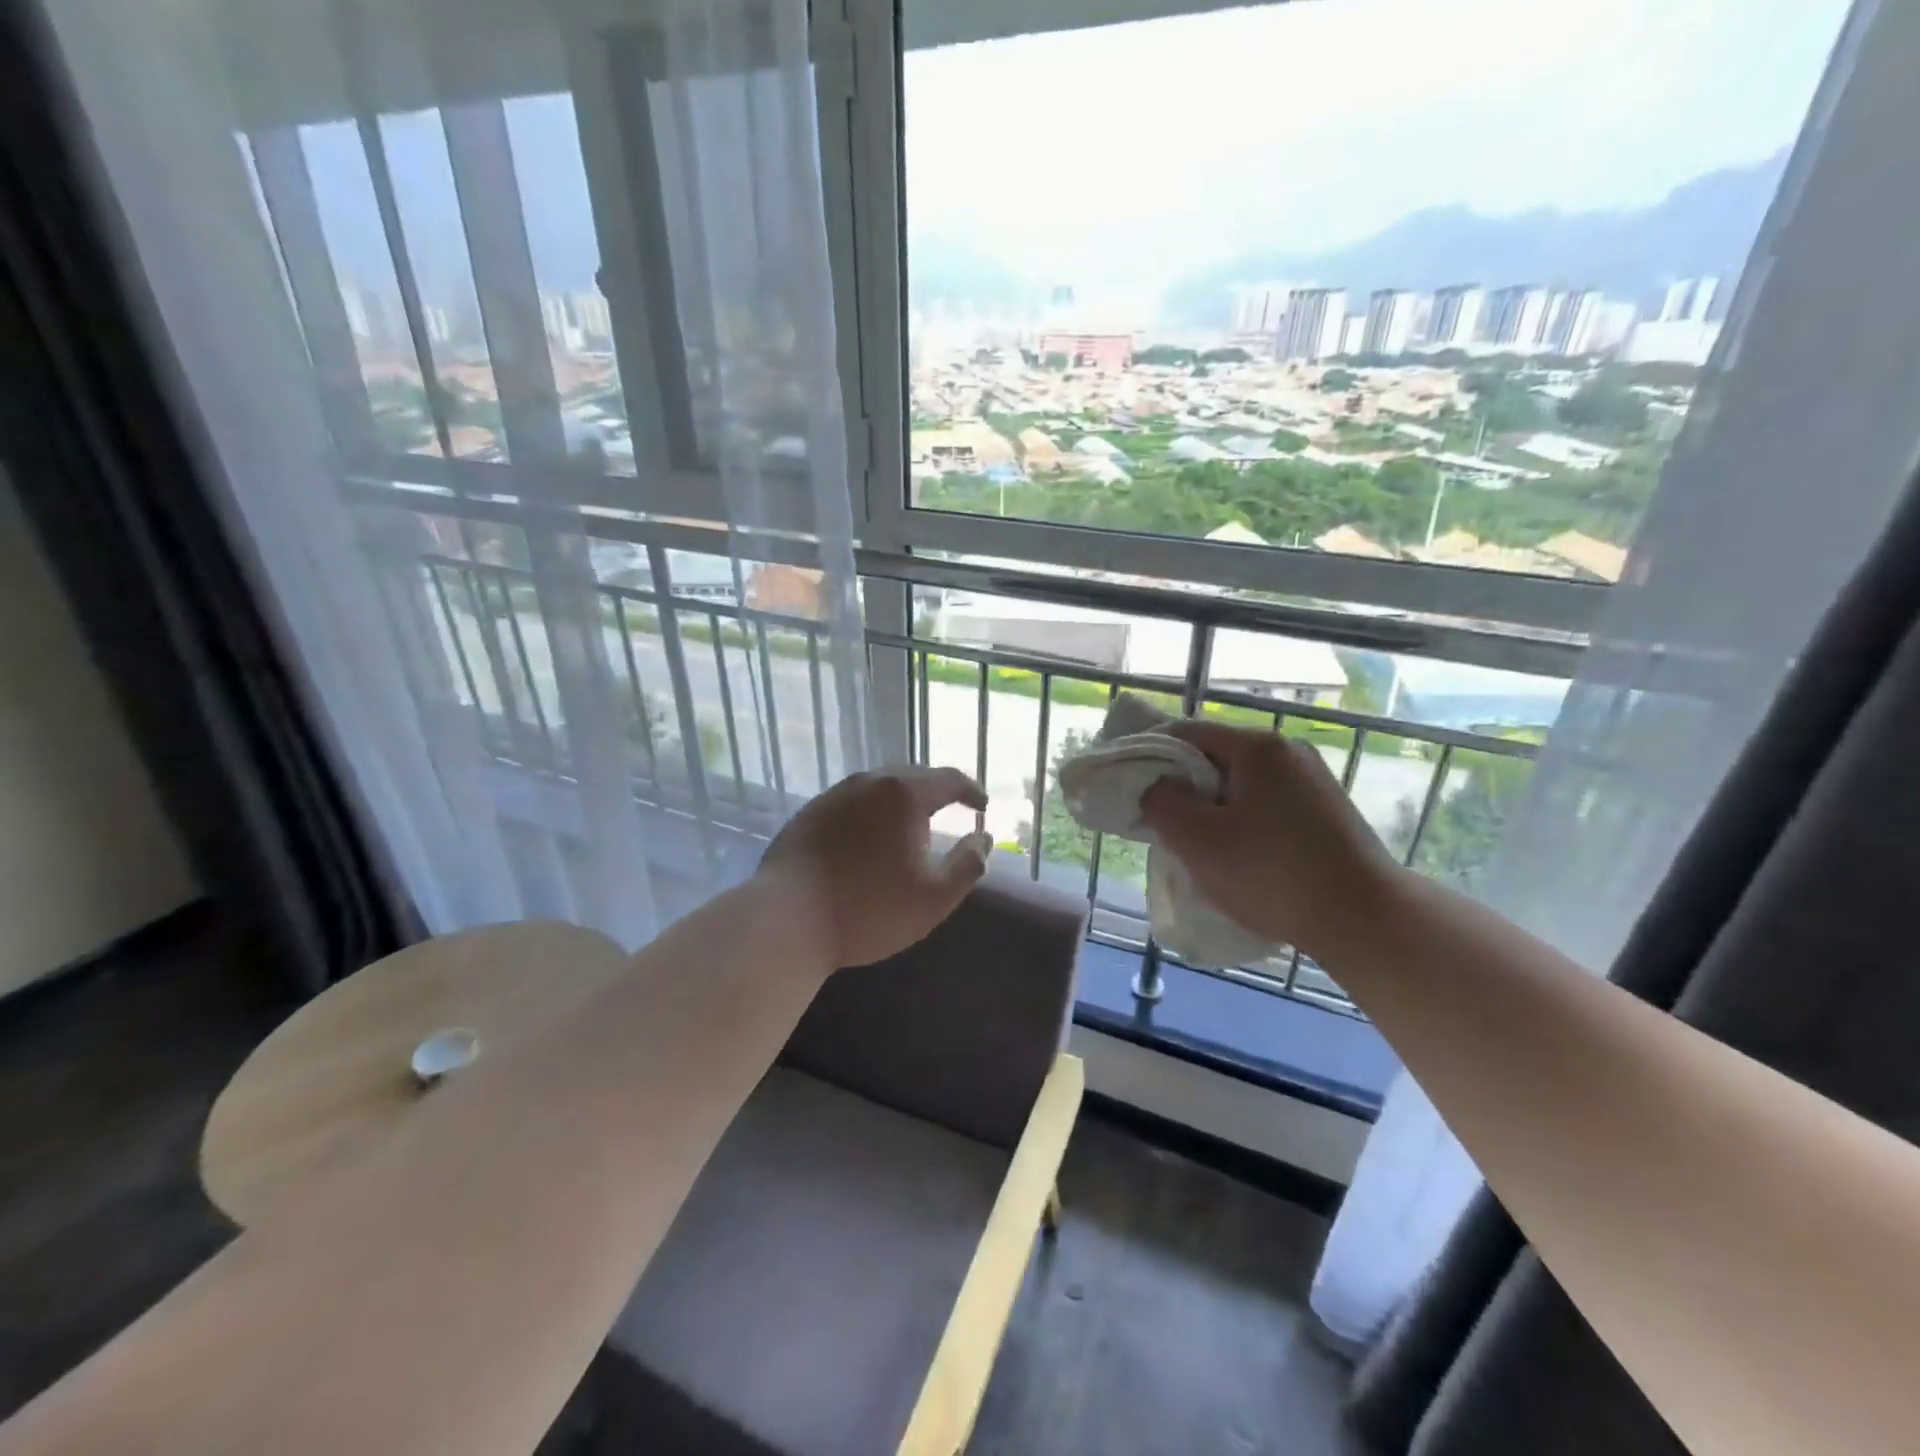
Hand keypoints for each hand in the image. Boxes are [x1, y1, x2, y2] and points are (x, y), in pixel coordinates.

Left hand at [759, 766, 992, 970]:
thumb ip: (969, 863)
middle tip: (950, 809)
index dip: (971, 791)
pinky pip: (852, 802)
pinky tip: (869, 836)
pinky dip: (871, 812)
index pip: (948, 779)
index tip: (982, 806)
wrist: (788, 920)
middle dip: (935, 790)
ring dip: (900, 799)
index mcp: (904, 794)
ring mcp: (834, 795)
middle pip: (912, 775)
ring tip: (911, 822)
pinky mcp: (808, 813)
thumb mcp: (935, 896)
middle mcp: (869, 782)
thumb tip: (984, 838)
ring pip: (878, 787)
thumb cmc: (870, 909)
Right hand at [1140, 722, 1402, 959]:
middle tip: (1157, 819)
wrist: (1364, 919)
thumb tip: (1155, 788)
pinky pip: (1265, 803)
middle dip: (1180, 785)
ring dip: (1209, 806)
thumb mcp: (1197, 839)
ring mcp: (1312, 781)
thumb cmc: (1271, 873)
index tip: (1127, 783)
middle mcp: (1287, 751)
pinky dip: (1239, 819)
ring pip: (1240, 783)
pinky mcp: (1325, 810)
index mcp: (1257, 747)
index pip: (1185, 732)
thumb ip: (1161, 802)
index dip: (1148, 753)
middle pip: (1214, 756)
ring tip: (1193, 842)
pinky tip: (1235, 853)